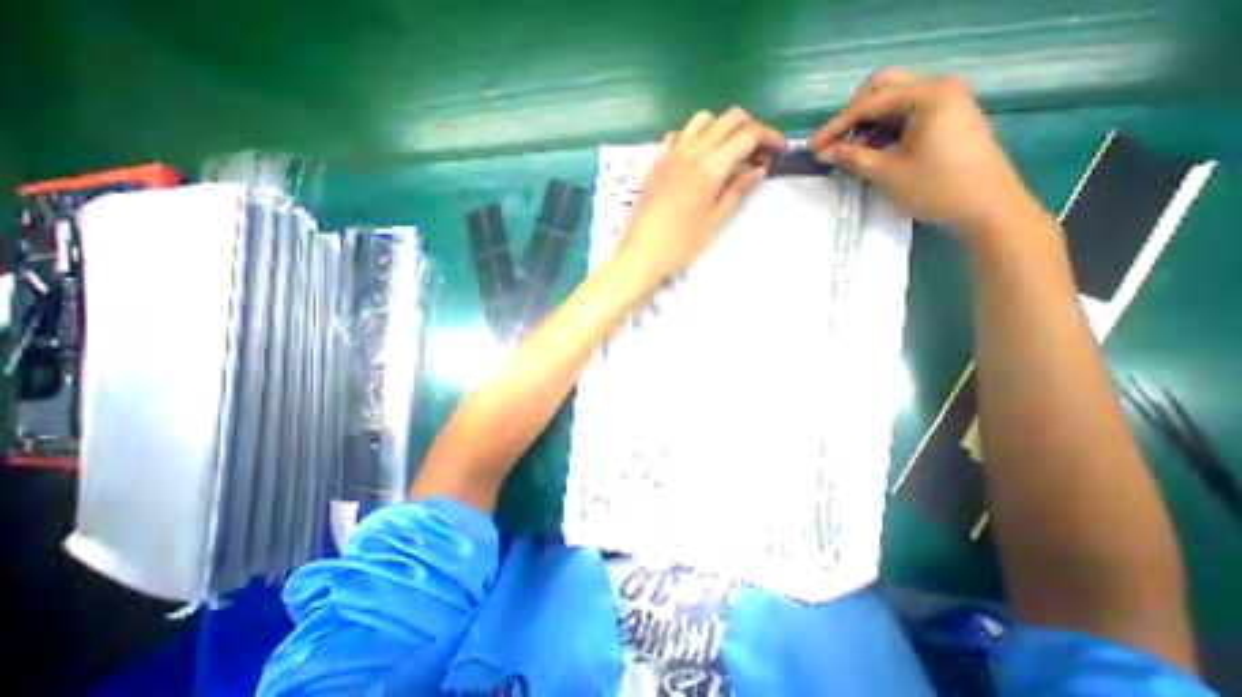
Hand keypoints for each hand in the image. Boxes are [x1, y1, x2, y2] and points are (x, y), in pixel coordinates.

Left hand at [613, 106, 779, 285]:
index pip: (748, 134)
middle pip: (729, 119)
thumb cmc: (680, 245)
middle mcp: (691, 151)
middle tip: (758, 154)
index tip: (779, 151)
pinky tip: (697, 157)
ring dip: (722, 127)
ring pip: (702, 120)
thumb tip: (758, 169)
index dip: (769, 137)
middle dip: (751, 128)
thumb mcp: (715, 221)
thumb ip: (737, 190)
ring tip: (728, 153)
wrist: (640, 254)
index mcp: (710, 167)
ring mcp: (670, 154)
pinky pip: (678, 135)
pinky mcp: (656, 163)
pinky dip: (694, 136)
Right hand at [811, 67, 1040, 246]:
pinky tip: (868, 152)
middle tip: (834, 144)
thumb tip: (822, 153)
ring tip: (847, 153)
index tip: (812, 148)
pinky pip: (903, 116)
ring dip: (865, 125)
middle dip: (851, 117)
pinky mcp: (943, 119)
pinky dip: (881, 131)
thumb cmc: (935, 188)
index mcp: (927, 95)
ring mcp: (943, 103)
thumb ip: (851, 158)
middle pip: (882, 90)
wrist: (984, 207)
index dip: (836, 126)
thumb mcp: (886, 173)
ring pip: (891, 103)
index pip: (869, 103)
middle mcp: (937, 89)